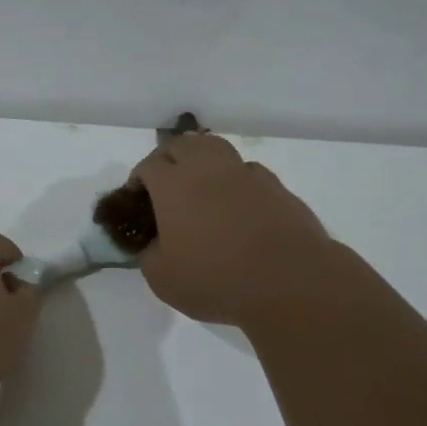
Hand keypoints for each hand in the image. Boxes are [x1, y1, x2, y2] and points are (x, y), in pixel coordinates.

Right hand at [129, 133, 343, 327]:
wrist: (289, 281)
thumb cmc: (216, 280)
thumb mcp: (163, 280)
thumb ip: (149, 256)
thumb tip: (153, 245)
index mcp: (173, 185)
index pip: (148, 166)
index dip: (138, 179)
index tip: (136, 198)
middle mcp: (207, 169)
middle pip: (181, 144)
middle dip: (166, 158)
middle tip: (163, 183)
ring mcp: (244, 174)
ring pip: (215, 147)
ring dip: (200, 157)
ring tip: (198, 181)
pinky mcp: (275, 186)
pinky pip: (246, 169)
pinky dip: (233, 177)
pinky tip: (234, 200)